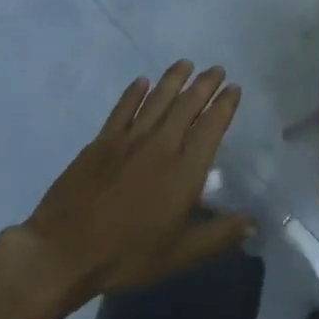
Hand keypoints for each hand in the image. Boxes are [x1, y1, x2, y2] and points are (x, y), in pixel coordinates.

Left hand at [11, 62, 249, 311]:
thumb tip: (253, 222)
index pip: (211, 128)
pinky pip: (122, 109)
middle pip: (186, 106)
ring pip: (157, 100)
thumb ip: (219, 235)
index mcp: (184, 171)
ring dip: (173, 79)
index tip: (234, 88)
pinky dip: (134, 92)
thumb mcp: (181, 253)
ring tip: (186, 63)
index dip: (224, 106)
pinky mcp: (101, 142)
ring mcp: (128, 140)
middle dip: (204, 85)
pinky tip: (142, 81)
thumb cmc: (128, 255)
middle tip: (216, 69)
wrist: (65, 250)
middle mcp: (160, 146)